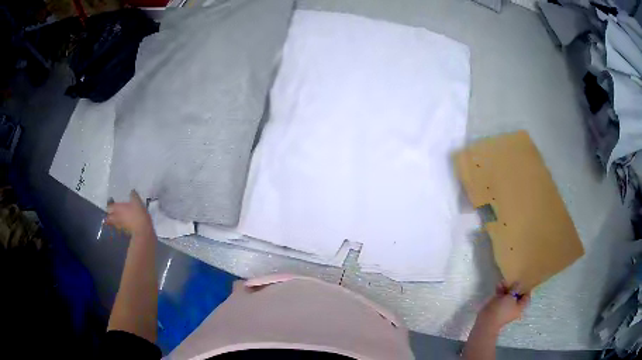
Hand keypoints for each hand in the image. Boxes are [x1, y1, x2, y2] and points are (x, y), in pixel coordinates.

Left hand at [106, 190, 154, 237]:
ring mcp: (120, 225)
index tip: (111, 203)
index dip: (110, 205)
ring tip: (118, 218)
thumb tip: (131, 191)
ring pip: (114, 223)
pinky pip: (121, 227)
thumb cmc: (138, 214)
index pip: (109, 207)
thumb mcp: (137, 201)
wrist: (143, 231)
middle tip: (113, 212)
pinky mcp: (125, 232)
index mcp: (118, 208)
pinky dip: (121, 225)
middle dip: (110, 215)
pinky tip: (125, 223)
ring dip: (115, 220)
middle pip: (109, 217)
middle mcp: (117, 217)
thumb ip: (133, 195)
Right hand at [477, 281, 530, 331]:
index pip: (526, 297)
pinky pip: (501, 296)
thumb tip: (519, 283)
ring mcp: (505, 306)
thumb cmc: (502, 310)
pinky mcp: (497, 305)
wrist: (487, 320)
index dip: (526, 289)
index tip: (523, 281)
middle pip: (517, 295)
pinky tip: (498, 285)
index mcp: (520, 307)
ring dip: (506, 287)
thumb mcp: (511, 297)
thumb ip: (516, 288)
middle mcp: (514, 307)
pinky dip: (500, 290)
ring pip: (508, 294)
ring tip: (503, 281)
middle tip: (512, 280)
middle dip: (515, 287)